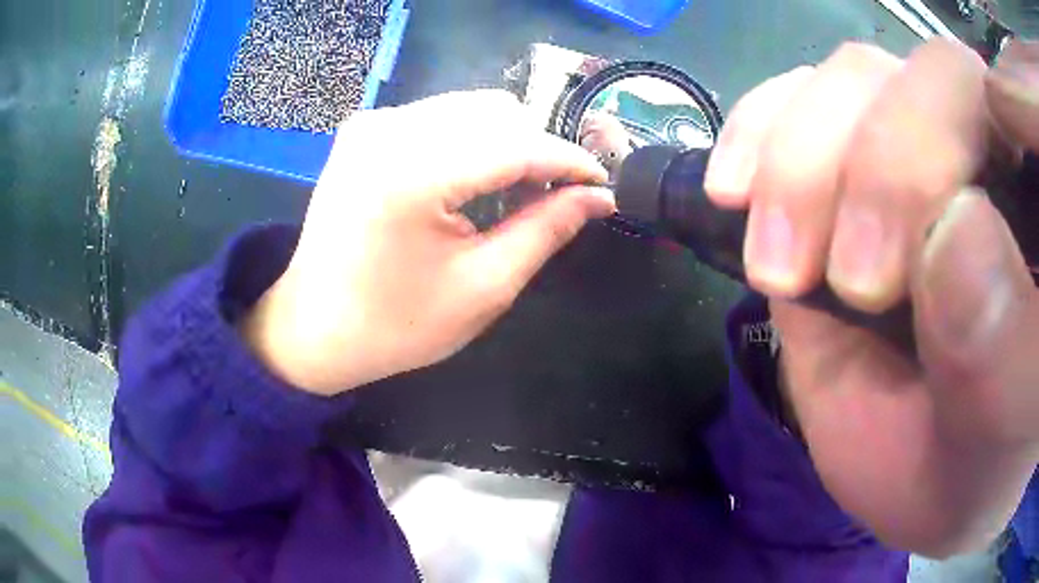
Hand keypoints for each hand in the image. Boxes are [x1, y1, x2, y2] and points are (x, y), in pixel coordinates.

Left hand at [242, 90, 612, 394]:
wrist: (312, 328)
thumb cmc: (395, 325)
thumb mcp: (482, 288)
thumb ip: (545, 230)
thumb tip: (598, 198)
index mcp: (411, 174)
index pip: (516, 144)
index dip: (569, 160)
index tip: (602, 181)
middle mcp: (388, 130)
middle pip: (496, 112)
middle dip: (537, 150)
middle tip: (553, 196)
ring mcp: (371, 124)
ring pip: (470, 108)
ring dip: (506, 143)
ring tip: (514, 193)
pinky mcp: (364, 130)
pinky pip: (438, 116)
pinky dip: (471, 141)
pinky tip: (472, 181)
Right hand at [705, 40, 1038, 556]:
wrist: (932, 474)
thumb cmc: (984, 465)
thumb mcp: (1002, 436)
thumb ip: (1008, 356)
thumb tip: (956, 239)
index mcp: (1034, 206)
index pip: (1015, 107)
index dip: (997, 109)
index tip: (962, 211)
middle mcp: (986, 150)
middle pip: (932, 74)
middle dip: (885, 162)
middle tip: (853, 284)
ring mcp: (910, 146)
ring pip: (856, 77)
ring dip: (802, 158)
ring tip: (780, 266)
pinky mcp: (842, 168)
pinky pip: (792, 99)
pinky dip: (759, 130)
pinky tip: (736, 188)